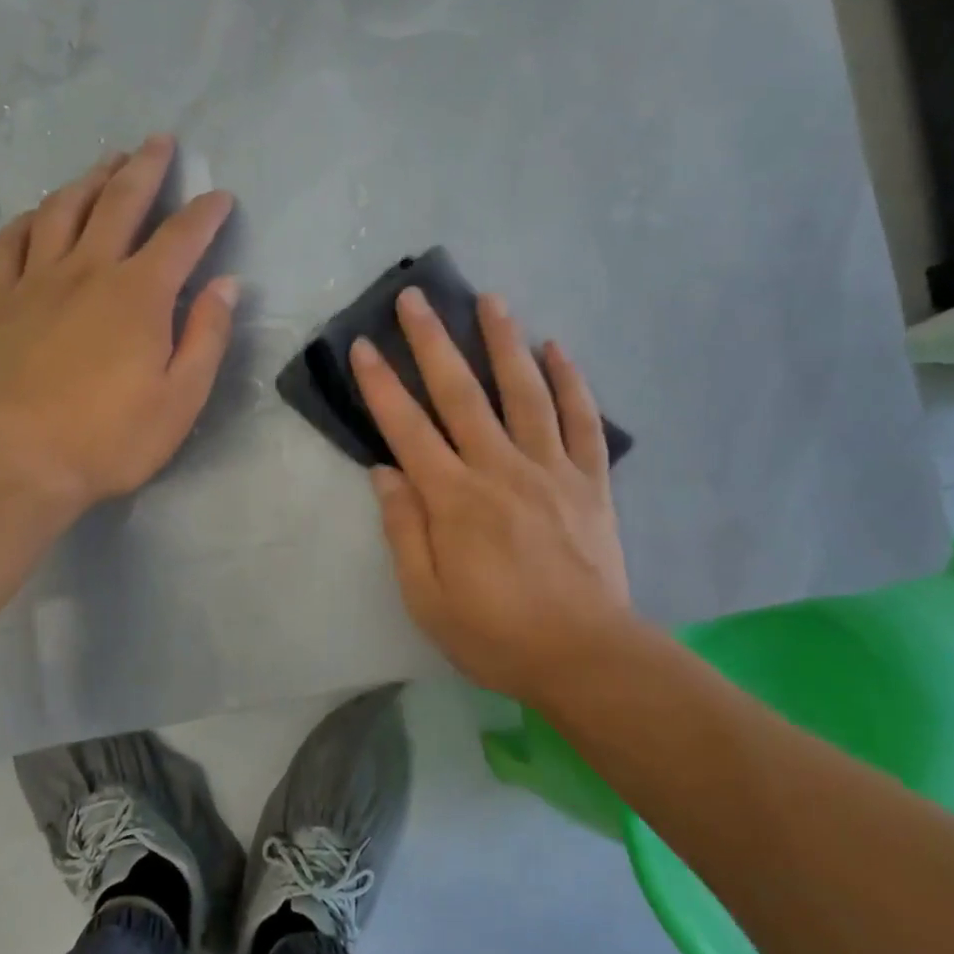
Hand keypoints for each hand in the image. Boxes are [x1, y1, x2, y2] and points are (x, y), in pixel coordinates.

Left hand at [0, 135, 237, 519]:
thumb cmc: (110, 437)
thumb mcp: (181, 398)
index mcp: (139, 295)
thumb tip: (227, 285)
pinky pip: (9, 243)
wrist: (18, 462)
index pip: (180, 237)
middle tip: (160, 141)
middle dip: (145, 168)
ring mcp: (37, 282)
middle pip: (119, 203)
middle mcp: (88, 271)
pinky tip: (40, 215)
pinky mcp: (0, 302)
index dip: (204, 213)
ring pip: (63, 210)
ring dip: (89, 179)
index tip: (221, 196)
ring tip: (107, 162)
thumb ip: (206, 336)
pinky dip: (29, 220)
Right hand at [351, 288, 634, 703]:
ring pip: (524, 391)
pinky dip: (571, 381)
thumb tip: (384, 471)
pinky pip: (582, 420)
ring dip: (504, 341)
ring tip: (490, 299)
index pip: (407, 428)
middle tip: (415, 297)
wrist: (587, 657)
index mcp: (454, 499)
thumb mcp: (427, 598)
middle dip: (433, 341)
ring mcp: (550, 469)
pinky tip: (557, 348)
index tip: (363, 345)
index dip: (381, 385)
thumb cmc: (497, 633)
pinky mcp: (590, 480)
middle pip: (461, 393)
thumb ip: (403, 530)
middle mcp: (500, 469)